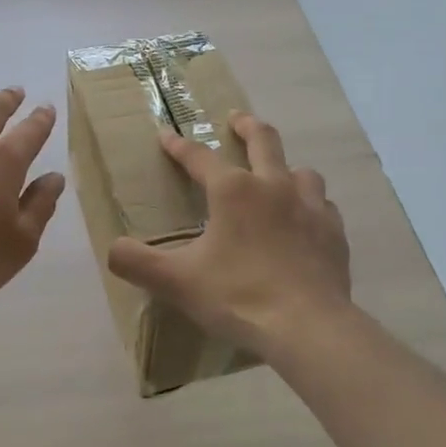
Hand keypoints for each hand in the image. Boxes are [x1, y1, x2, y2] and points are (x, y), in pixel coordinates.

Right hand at [108, 112, 349, 361]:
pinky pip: (323, 206)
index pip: (199, 158)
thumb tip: (112, 249)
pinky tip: (306, 219)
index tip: (166, 135)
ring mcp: (310, 207)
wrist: (308, 327)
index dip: (179, 146)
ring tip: (278, 175)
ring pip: (301, 170)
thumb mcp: (177, 282)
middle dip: (247, 126)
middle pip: (263, 141)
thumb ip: (138, 263)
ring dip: (286, 167)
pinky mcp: (333, 233)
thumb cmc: (238, 296)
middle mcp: (273, 186)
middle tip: (237, 119)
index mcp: (232, 191)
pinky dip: (312, 205)